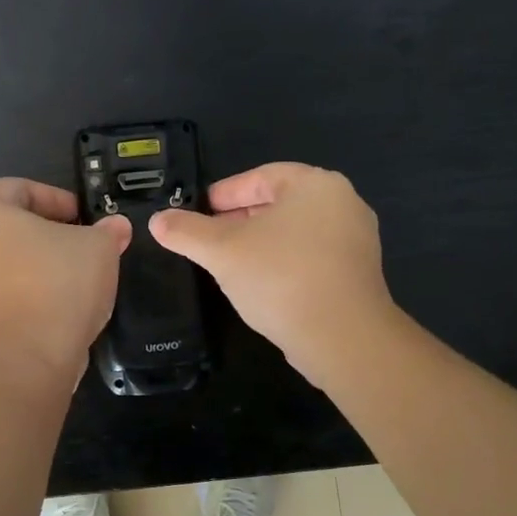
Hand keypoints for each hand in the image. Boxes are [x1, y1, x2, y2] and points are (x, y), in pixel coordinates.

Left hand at [0, 178, 131, 386]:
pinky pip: (5, 288)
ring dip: (42, 261)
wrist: (27, 360)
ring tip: (78, 275)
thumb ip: (108, 230)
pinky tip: (61, 302)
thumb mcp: (99, 247)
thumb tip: (116, 227)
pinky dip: (31, 288)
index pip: (20, 188)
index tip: (85, 218)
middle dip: (51, 230)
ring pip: (8, 257)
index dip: (57, 198)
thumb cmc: (58, 285)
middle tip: (85, 243)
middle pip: (12, 224)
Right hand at [149, 162, 398, 387]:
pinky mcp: (359, 272)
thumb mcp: (222, 251)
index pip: (259, 177)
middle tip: (208, 238)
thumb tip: (157, 221)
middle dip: (239, 219)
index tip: (197, 212)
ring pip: (294, 231)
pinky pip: (311, 256)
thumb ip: (186, 231)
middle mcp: (343, 202)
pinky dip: (283, 262)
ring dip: (259, 242)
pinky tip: (261, 284)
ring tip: (228, 262)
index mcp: (315, 184)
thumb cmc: (280, 278)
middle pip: (278, 203)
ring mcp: (356, 239)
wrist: (343, 338)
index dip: (223, 194)